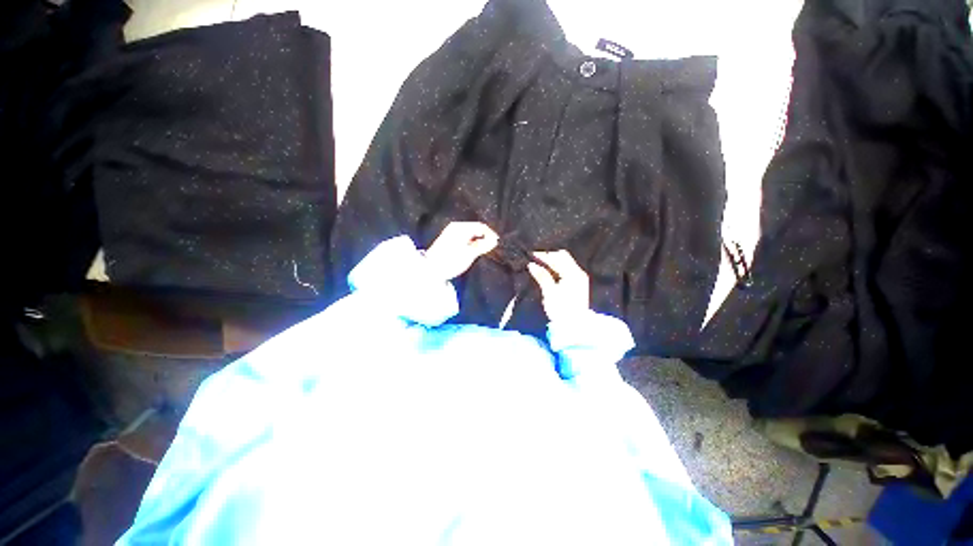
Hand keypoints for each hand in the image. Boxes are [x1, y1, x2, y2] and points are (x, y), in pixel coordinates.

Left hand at [423, 222, 498, 280]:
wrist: (431, 269)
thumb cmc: (451, 260)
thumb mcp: (470, 253)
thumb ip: (483, 245)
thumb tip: (494, 240)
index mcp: (461, 227)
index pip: (481, 226)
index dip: (491, 234)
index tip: (497, 243)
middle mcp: (456, 227)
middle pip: (475, 229)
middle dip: (485, 237)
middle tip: (491, 247)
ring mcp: (451, 233)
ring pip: (470, 234)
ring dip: (478, 241)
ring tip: (484, 250)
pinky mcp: (449, 240)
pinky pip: (465, 237)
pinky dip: (471, 243)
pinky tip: (473, 251)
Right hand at [527, 250, 589, 321]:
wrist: (574, 326)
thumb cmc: (561, 310)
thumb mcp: (549, 293)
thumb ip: (542, 276)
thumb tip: (532, 264)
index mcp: (573, 274)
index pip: (557, 258)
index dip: (544, 255)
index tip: (531, 255)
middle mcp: (579, 273)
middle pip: (563, 257)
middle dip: (549, 256)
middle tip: (535, 259)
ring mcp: (580, 278)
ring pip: (565, 262)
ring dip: (553, 262)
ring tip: (540, 264)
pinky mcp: (578, 284)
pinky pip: (567, 269)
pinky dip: (557, 268)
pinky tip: (549, 272)